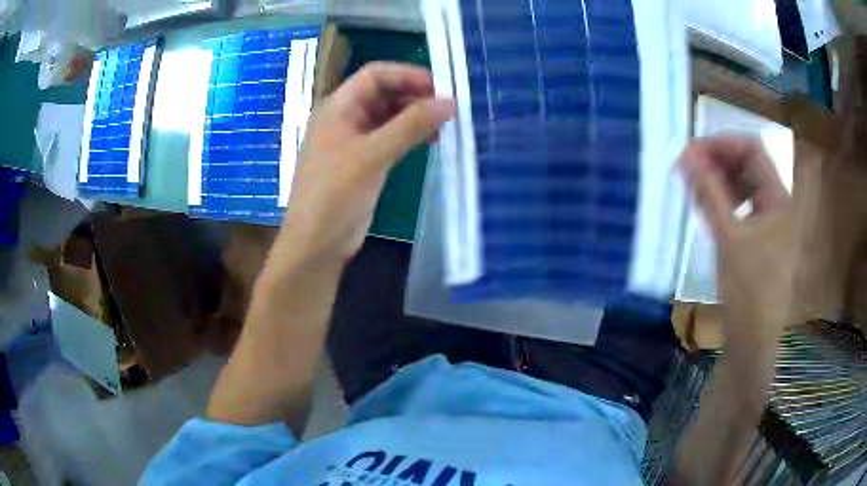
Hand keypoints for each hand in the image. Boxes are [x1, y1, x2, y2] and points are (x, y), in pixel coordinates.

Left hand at [274, 62, 454, 267]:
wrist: (316, 244)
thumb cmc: (335, 195)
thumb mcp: (372, 155)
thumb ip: (411, 125)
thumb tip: (450, 102)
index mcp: (337, 107)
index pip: (374, 75)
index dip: (407, 75)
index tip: (440, 87)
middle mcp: (345, 118)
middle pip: (383, 93)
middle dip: (415, 96)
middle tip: (449, 108)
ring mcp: (354, 140)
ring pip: (389, 116)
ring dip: (416, 116)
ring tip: (446, 124)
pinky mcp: (364, 162)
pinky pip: (390, 138)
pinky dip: (411, 135)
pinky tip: (432, 141)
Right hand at [680, 136, 794, 350]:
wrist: (753, 337)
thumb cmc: (747, 289)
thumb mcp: (728, 236)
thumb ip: (709, 192)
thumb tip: (687, 155)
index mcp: (777, 197)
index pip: (751, 150)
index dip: (722, 143)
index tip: (692, 150)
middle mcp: (776, 202)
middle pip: (747, 165)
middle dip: (718, 161)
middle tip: (687, 168)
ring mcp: (768, 220)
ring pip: (743, 185)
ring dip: (718, 181)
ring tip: (694, 188)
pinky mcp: (759, 236)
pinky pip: (741, 206)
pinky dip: (723, 201)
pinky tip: (707, 209)